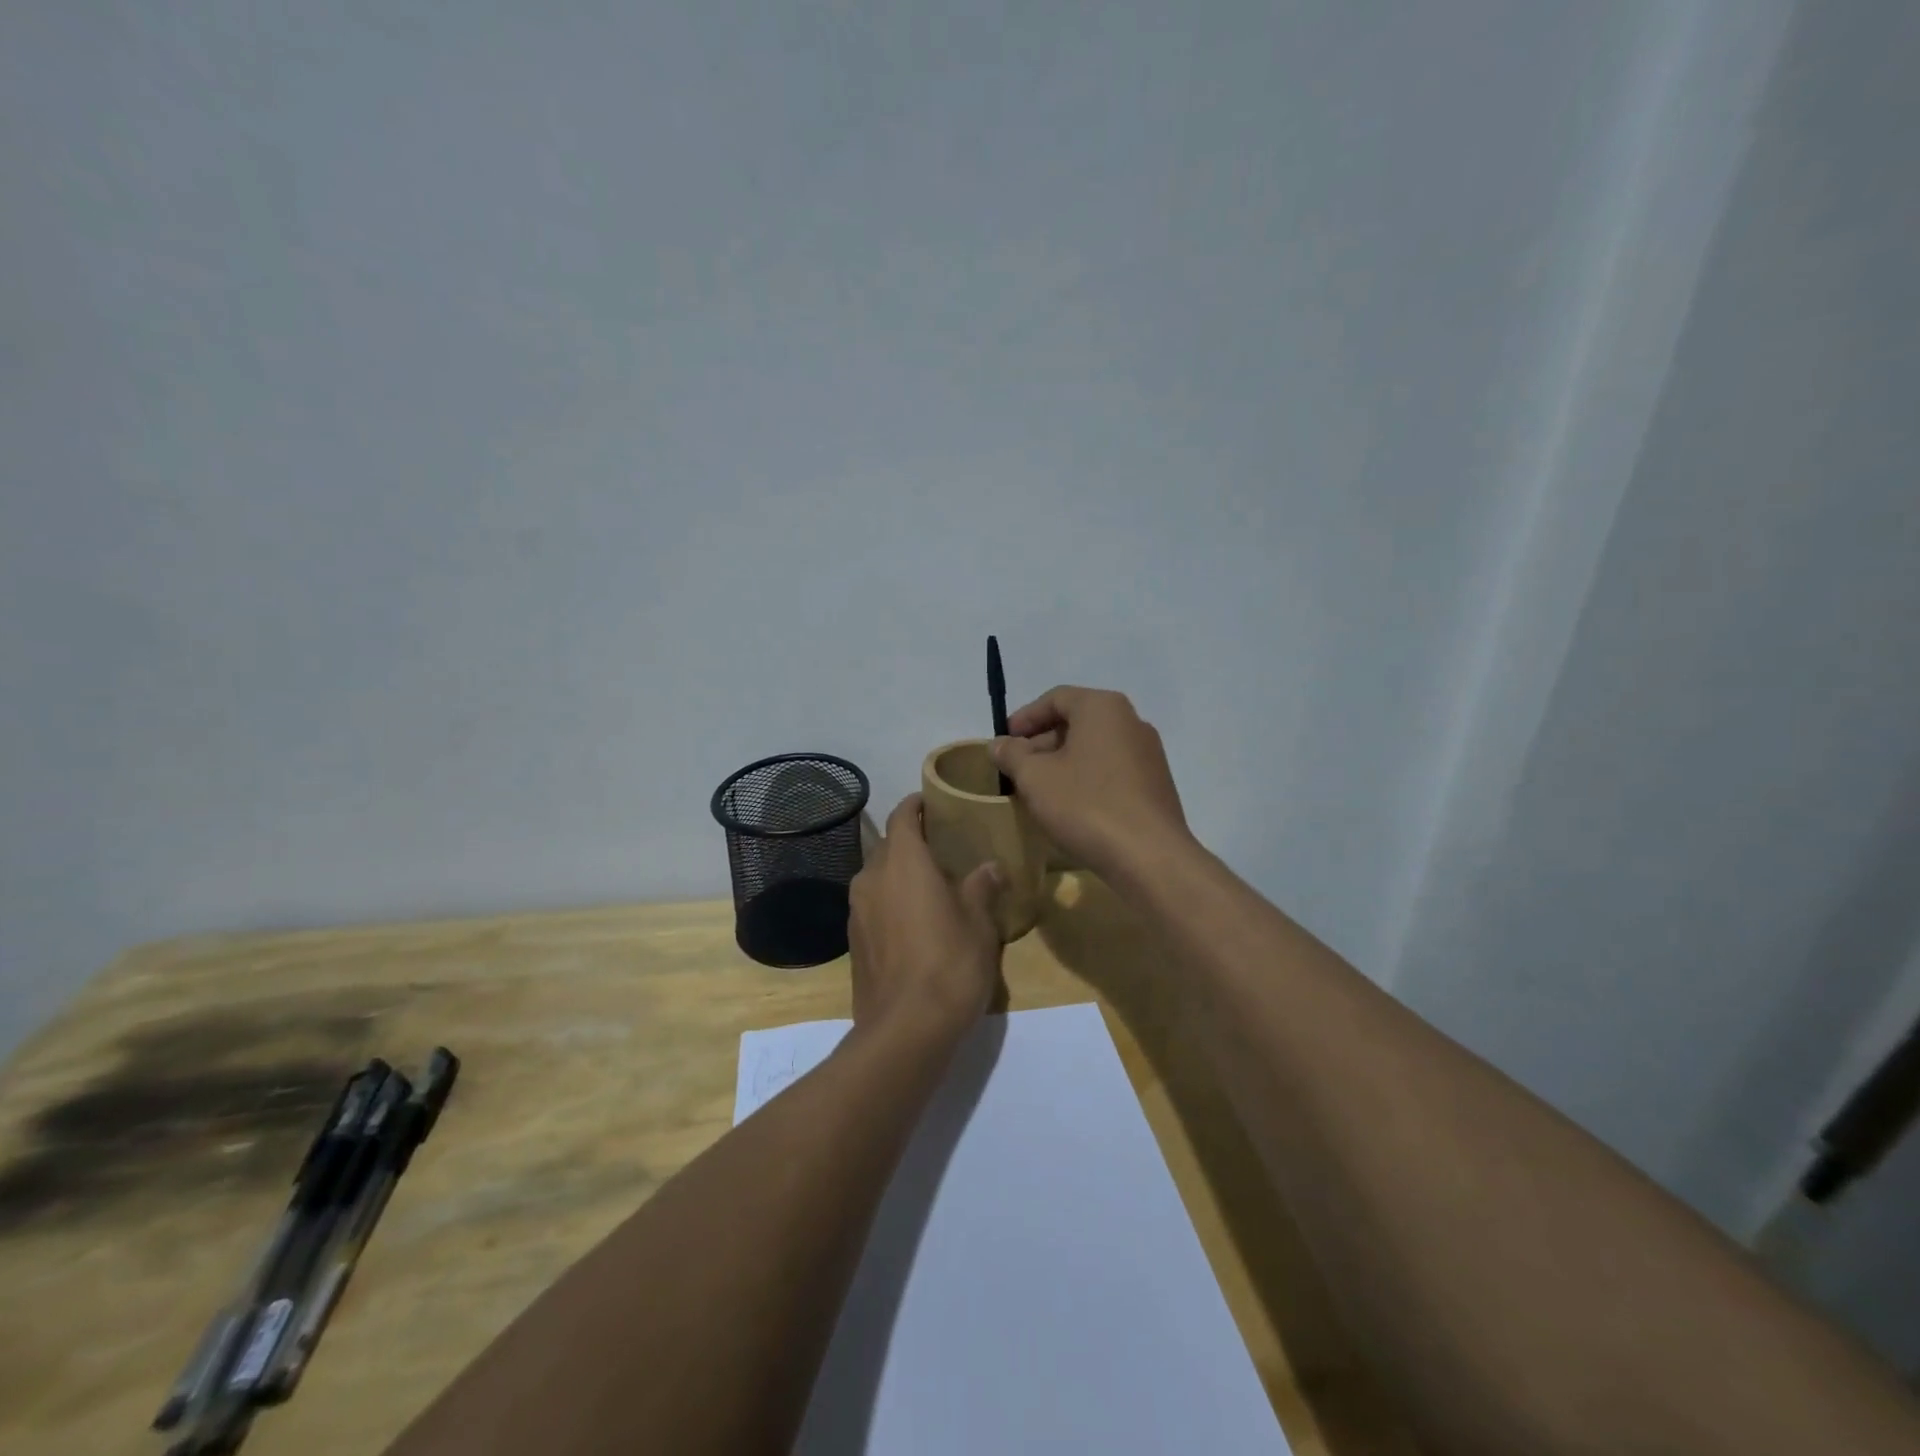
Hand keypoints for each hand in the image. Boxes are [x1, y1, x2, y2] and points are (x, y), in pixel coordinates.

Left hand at [847, 794, 1004, 1041]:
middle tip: (943, 850)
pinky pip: (873, 907)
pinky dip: (891, 903)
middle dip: (911, 843)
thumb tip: (990, 867)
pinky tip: (915, 924)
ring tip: (931, 887)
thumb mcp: (979, 923)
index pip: (902, 816)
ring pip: (878, 878)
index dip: (917, 805)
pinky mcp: (854, 942)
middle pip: (888, 847)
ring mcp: (857, 911)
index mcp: (902, 861)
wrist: (905, 1029)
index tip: (934, 803)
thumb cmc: (949, 963)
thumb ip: (981, 887)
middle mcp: (871, 878)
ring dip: (900, 876)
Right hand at [991, 686, 1192, 878]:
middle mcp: (1131, 721)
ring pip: (1094, 748)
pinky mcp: (1155, 785)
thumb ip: (1011, 754)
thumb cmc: (1086, 805)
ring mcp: (1148, 754)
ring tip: (1039, 791)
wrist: (1150, 857)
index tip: (1003, 743)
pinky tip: (1070, 808)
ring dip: (1062, 764)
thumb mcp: (1035, 777)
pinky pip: (1112, 771)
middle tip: (1017, 770)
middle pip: (1077, 722)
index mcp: (1103, 707)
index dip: (1024, 718)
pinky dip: (1086, 780)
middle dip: (1041, 743)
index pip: (1056, 698)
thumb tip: (999, 744)